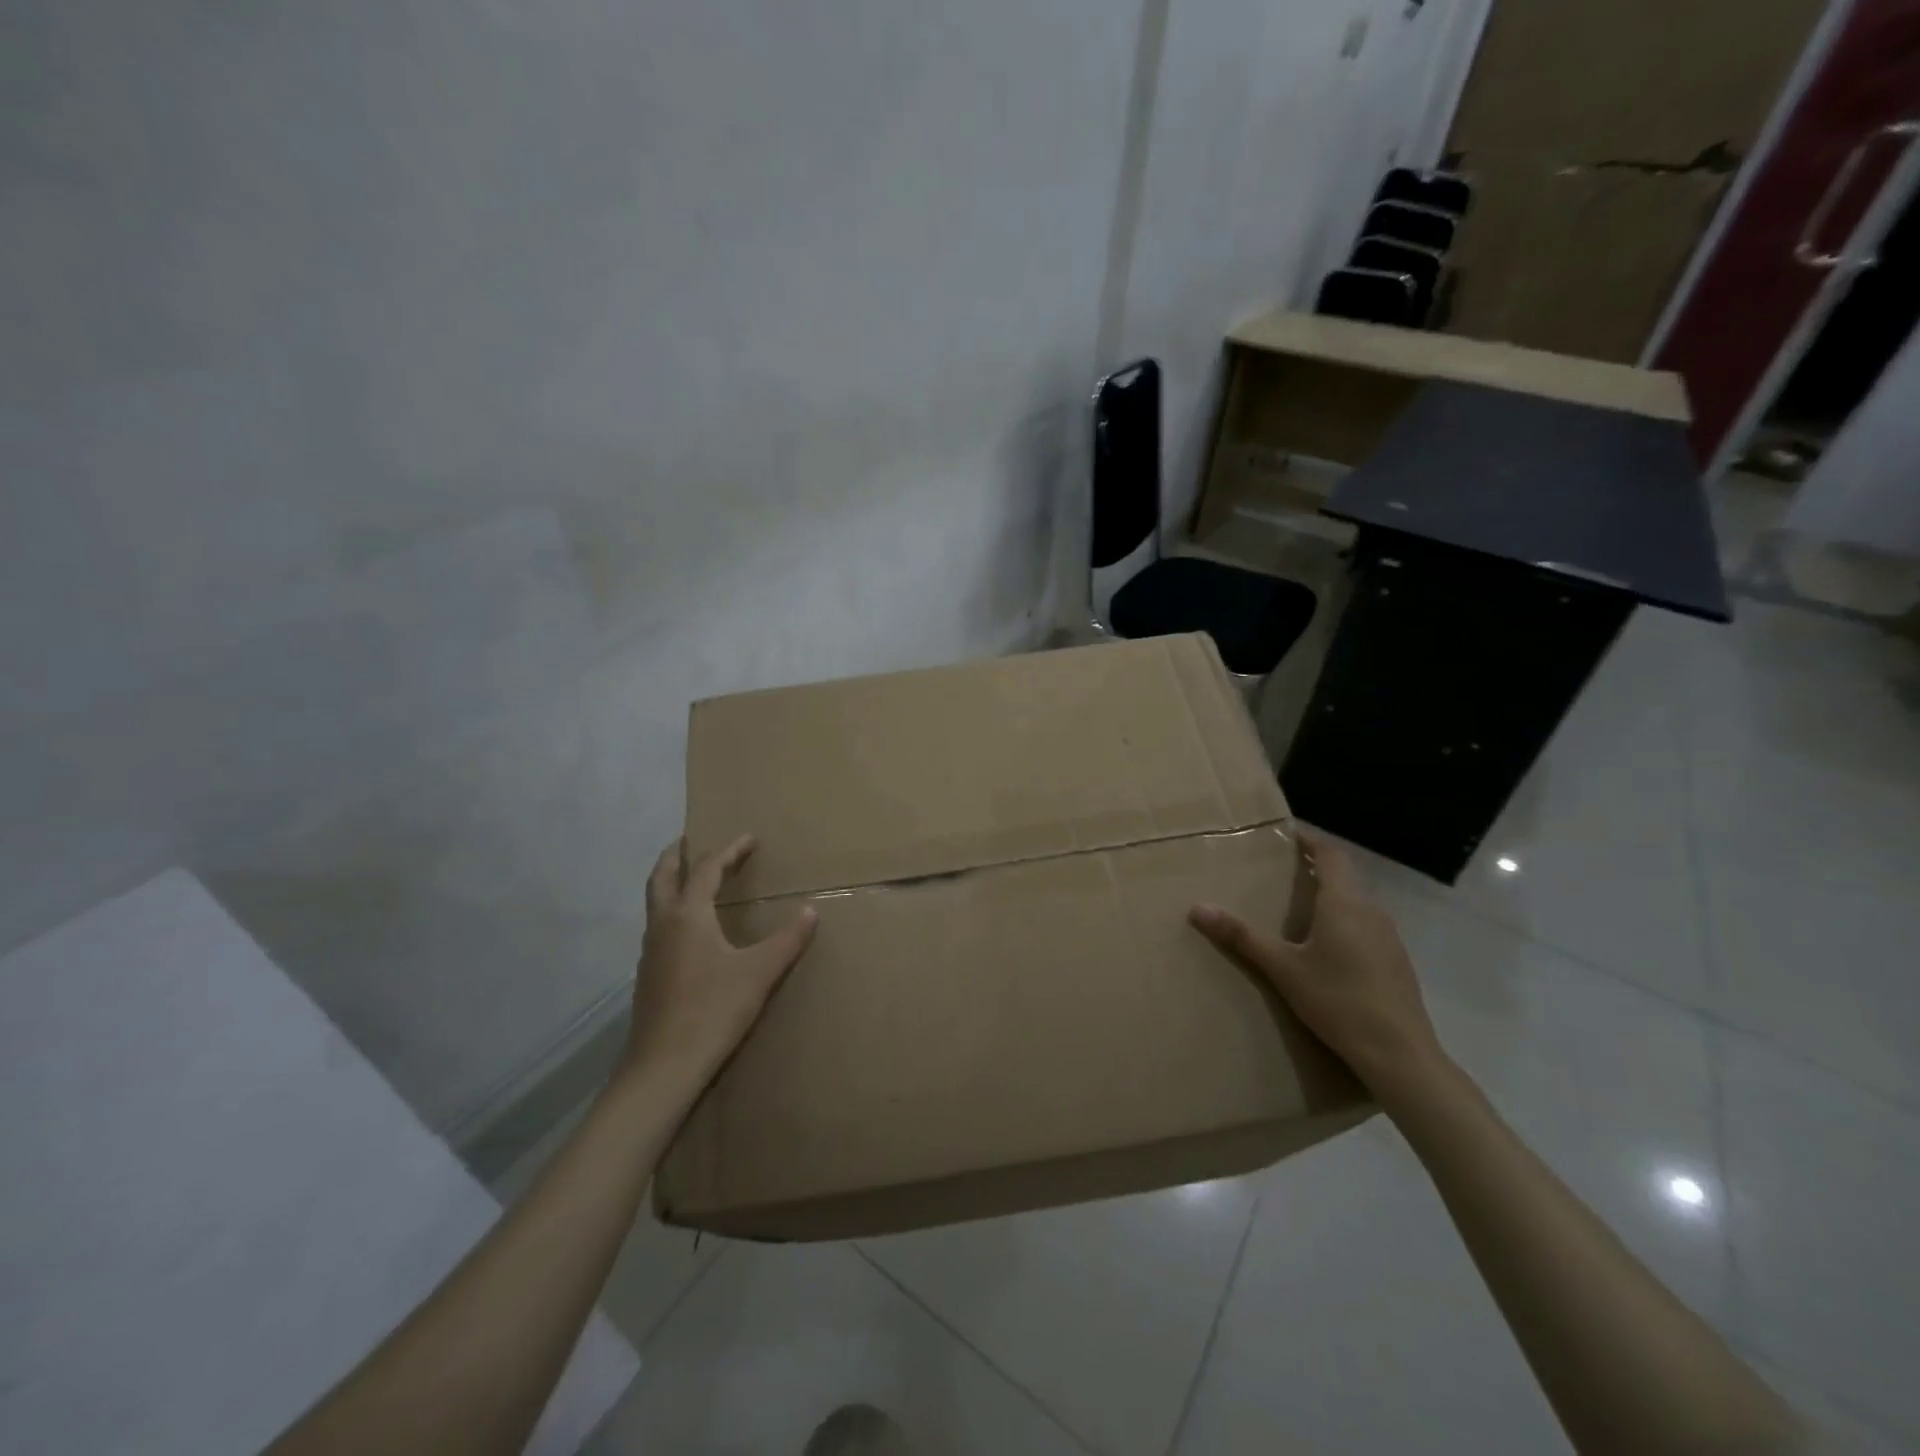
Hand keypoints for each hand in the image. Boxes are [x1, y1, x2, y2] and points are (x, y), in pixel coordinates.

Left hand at [625, 835, 816, 1089]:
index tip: (749, 839)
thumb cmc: (713, 1010)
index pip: (706, 868)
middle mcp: (662, 925)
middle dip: (676, 855)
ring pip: (655, 902)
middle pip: (662, 876)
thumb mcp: (760, 972)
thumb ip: (787, 939)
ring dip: (670, 882)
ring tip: (692, 879)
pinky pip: (658, 927)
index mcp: (688, 915)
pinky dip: (671, 911)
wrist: (664, 1067)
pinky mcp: (648, 975)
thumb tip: (812, 911)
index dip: (729, 850)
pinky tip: (690, 931)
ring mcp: (649, 951)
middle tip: (690, 840)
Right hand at [1190, 828, 1444, 1099]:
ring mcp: (1390, 938)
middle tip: (1282, 872)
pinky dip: (1344, 924)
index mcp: (1344, 904)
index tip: (1286, 835)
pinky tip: (1327, 950)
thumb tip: (1197, 908)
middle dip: (1315, 870)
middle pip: (1344, 878)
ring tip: (1299, 909)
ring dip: (1330, 898)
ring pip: (1356, 904)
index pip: (1330, 855)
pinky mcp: (1397, 963)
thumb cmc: (1337, 1001)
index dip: (1310, 841)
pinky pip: (1366, 928)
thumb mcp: (1282, 968)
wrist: (1399, 1054)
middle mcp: (1371, 912)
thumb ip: (1241, 937)